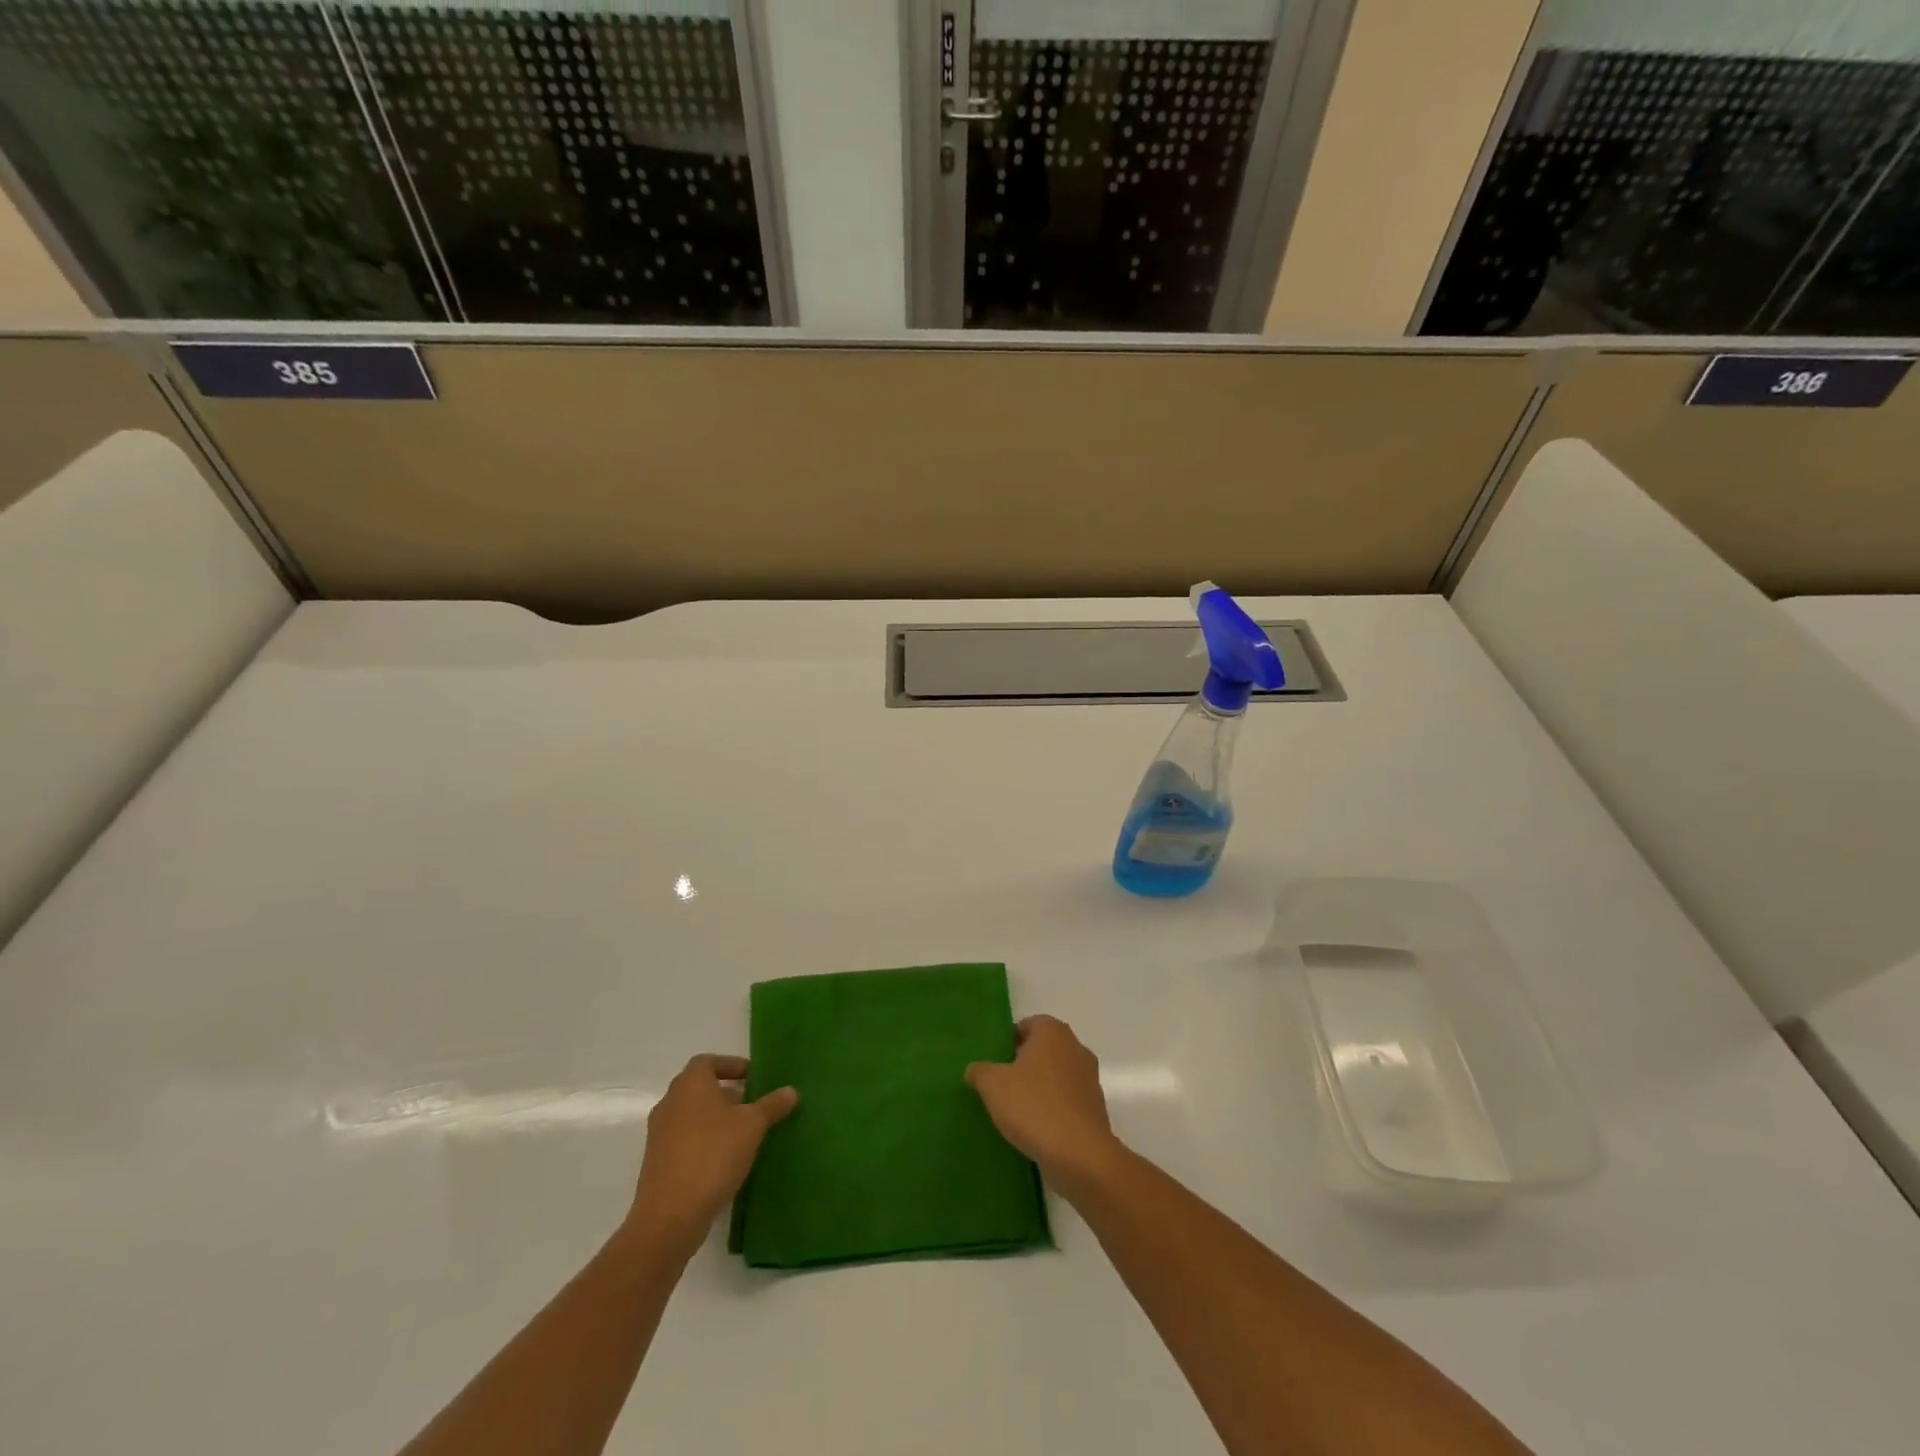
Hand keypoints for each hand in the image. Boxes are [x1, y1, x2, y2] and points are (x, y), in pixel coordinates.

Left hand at [629, 1054, 796, 1254]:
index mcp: (690, 1084)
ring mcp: (659, 1134)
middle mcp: (670, 1102)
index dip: (731, 1066)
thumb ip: (772, 1106)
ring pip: (691, 1115)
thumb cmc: (713, 1155)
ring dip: (715, 1119)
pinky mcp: (657, 1162)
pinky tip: (724, 1160)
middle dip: (726, 1093)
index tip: (753, 1078)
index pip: (708, 1061)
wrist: (670, 1215)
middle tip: (753, 1105)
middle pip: (699, 1088)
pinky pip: (684, 1140)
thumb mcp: (752, 1126)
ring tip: (743, 1134)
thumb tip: (791, 1091)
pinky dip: (703, 1141)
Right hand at [966, 1015, 1125, 1197]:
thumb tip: (975, 1070)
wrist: (1080, 1156)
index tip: (992, 1064)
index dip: (1006, 1042)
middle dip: (1022, 1065)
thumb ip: (980, 1071)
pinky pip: (1066, 1101)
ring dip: (1038, 1089)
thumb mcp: (993, 1085)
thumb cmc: (1034, 1106)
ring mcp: (1089, 1079)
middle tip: (999, 1086)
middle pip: (1042, 1050)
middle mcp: (1076, 1047)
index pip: (1025, 1025)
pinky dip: (1052, 1110)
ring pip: (1055, 1076)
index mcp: (1053, 1031)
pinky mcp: (1095, 1109)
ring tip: (1014, 1111)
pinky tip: (1035, 1129)